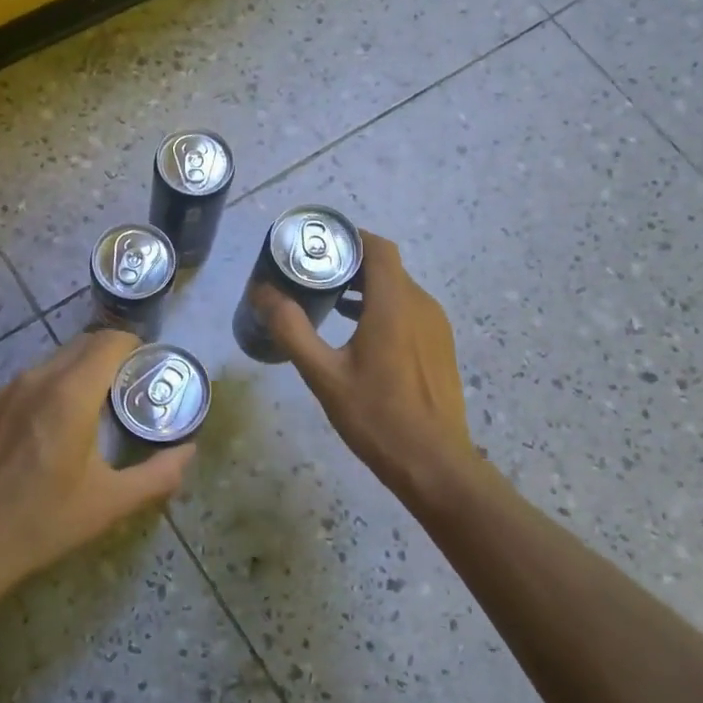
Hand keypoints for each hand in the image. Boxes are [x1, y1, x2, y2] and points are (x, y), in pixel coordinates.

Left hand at [0, 331, 193, 611]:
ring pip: (60, 357)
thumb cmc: (42, 523)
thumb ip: (158, 474)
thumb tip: (189, 452)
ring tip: (106, 404)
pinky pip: (39, 375)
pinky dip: (62, 381)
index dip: (137, 347)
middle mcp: (38, 379)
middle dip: (116, 355)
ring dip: (87, 367)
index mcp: (69, 394)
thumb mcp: (109, 503)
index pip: (110, 342)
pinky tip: (68, 420)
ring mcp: (11, 390)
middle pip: (85, 344)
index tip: (154, 369)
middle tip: (137, 386)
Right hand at [262, 232, 473, 505]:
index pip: (377, 247)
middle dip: (349, 264)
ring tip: (328, 302)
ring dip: (365, 288)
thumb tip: (262, 292)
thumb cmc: (377, 417)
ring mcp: (435, 326)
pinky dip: (382, 308)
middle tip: (312, 275)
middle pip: (385, 266)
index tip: (316, 245)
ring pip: (398, 289)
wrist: (434, 464)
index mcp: (394, 303)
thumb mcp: (324, 375)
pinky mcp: (440, 346)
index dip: (348, 238)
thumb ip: (292, 329)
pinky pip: (409, 310)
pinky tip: (357, 333)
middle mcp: (421, 304)